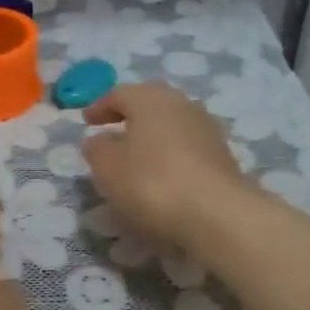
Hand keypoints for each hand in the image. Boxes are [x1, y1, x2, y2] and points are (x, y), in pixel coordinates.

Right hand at [81, 83, 256, 249]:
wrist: (218, 215)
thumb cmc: (152, 183)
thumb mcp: (107, 167)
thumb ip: (96, 149)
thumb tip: (98, 140)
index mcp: (150, 99)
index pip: (119, 93)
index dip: (100, 106)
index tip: (86, 121)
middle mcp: (181, 105)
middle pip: (150, 104)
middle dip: (129, 116)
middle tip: (111, 131)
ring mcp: (206, 129)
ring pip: (170, 124)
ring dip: (151, 136)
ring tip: (135, 155)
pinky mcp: (222, 155)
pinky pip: (186, 146)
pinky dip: (169, 154)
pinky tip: (160, 174)